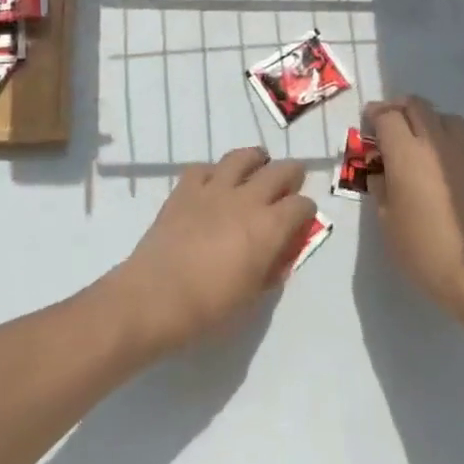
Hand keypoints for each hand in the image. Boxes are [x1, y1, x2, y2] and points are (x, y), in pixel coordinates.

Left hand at [107, 146, 316, 353]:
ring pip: (242, 157)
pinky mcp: (185, 189)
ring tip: (257, 166)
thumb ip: (272, 266)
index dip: (306, 210)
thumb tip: (281, 249)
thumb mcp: (254, 295)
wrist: (156, 297)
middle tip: (291, 180)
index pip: (301, 205)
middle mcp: (247, 199)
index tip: (303, 218)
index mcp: (269, 227)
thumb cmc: (211, 307)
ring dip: (255, 160)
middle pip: (279, 171)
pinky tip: (213, 183)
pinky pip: (203, 168)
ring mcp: (213, 189)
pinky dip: (213, 172)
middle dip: (291, 173)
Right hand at [364, 96, 463, 333]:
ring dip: (429, 121)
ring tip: (421, 141)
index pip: (387, 115)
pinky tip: (445, 171)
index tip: (367, 124)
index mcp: (407, 153)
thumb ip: (381, 188)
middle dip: (400, 109)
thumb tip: (381, 173)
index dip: (374, 115)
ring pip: (447, 119)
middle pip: (418, 106)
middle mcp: (437, 144)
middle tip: (390, 125)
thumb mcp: (387, 221)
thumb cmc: (424, 249)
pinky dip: (450, 147)